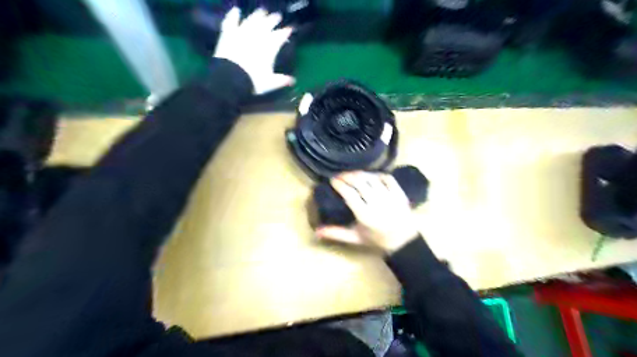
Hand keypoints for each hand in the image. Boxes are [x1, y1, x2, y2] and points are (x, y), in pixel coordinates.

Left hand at [212, 7, 294, 93]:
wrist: (231, 78)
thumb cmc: (253, 81)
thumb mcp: (270, 83)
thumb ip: (281, 80)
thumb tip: (292, 81)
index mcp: (269, 48)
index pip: (279, 36)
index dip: (285, 32)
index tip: (289, 29)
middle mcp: (257, 37)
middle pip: (267, 25)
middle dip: (273, 20)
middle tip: (277, 16)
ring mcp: (242, 34)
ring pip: (251, 20)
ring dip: (257, 15)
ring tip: (262, 11)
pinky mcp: (229, 35)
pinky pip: (231, 22)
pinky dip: (234, 15)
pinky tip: (236, 10)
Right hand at [314, 170, 420, 252]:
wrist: (403, 241)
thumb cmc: (377, 239)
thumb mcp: (355, 238)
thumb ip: (337, 233)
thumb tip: (317, 232)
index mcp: (365, 215)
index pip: (349, 194)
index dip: (339, 184)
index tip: (332, 180)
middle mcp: (377, 203)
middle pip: (359, 182)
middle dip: (347, 176)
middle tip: (340, 175)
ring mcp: (390, 197)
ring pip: (372, 178)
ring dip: (360, 174)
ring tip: (352, 174)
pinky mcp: (399, 193)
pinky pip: (387, 178)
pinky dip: (377, 174)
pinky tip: (370, 176)